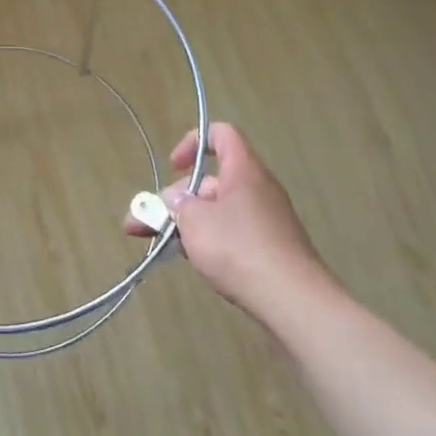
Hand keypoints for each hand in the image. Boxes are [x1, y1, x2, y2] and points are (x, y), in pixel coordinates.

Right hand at [127, 123, 333, 323]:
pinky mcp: (269, 248)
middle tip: (144, 223)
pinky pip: (232, 233)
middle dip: (175, 199)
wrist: (292, 300)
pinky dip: (209, 240)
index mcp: (243, 170)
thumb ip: (177, 205)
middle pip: (211, 181)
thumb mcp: (194, 221)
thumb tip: (175, 200)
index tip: (174, 167)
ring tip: (158, 244)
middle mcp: (258, 189)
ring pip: (218, 211)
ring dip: (186, 223)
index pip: (221, 134)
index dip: (193, 142)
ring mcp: (266, 220)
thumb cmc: (238, 248)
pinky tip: (191, 260)